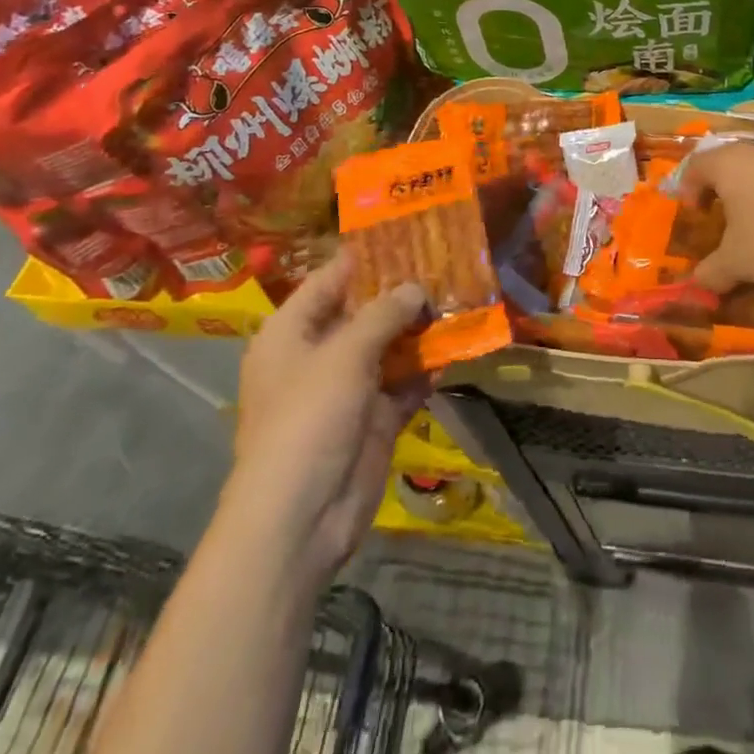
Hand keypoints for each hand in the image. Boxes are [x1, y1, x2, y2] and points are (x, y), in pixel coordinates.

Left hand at [233, 257, 428, 574]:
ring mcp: (348, 389)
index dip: (367, 258)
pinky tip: (459, 347)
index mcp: (292, 333)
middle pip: (364, 312)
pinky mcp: (374, 419)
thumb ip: (384, 314)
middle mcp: (318, 355)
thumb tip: (416, 288)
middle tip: (447, 263)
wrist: (300, 518)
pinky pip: (405, 383)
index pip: (330, 280)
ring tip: (462, 297)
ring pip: (389, 347)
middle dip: (402, 293)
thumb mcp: (345, 355)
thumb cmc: (308, 419)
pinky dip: (427, 369)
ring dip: (420, 330)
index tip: (409, 235)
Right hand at [682, 143, 753, 292]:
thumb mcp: (736, 263)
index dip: (688, 189)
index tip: (694, 214)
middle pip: (728, 163)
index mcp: (727, 163)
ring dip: (752, 193)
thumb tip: (697, 282)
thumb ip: (712, 271)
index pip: (695, 166)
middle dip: (721, 189)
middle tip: (720, 216)